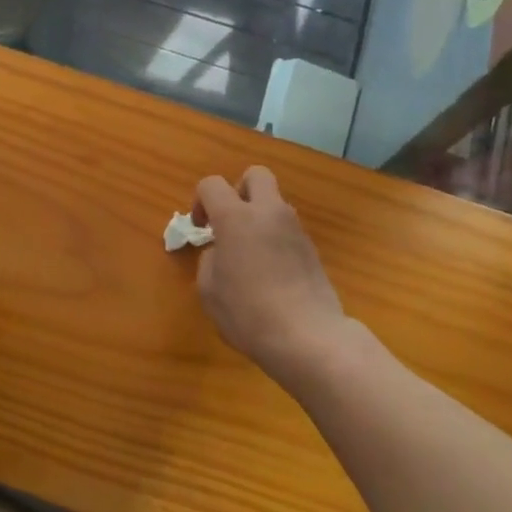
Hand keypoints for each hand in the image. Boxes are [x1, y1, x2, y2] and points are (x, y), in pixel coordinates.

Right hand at [192, 167, 353, 389]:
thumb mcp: (209, 290)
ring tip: (250, 253)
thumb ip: (210, 260)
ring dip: (259, 216)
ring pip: (274, 202)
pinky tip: (270, 271)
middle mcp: (268, 212)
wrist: (307, 336)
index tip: (201, 229)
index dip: (200, 201)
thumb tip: (221, 251)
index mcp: (236, 217)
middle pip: (255, 175)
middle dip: (238, 191)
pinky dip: (275, 237)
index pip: (212, 184)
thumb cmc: (248, 313)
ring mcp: (295, 228)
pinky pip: (287, 228)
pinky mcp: (312, 248)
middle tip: (230, 222)